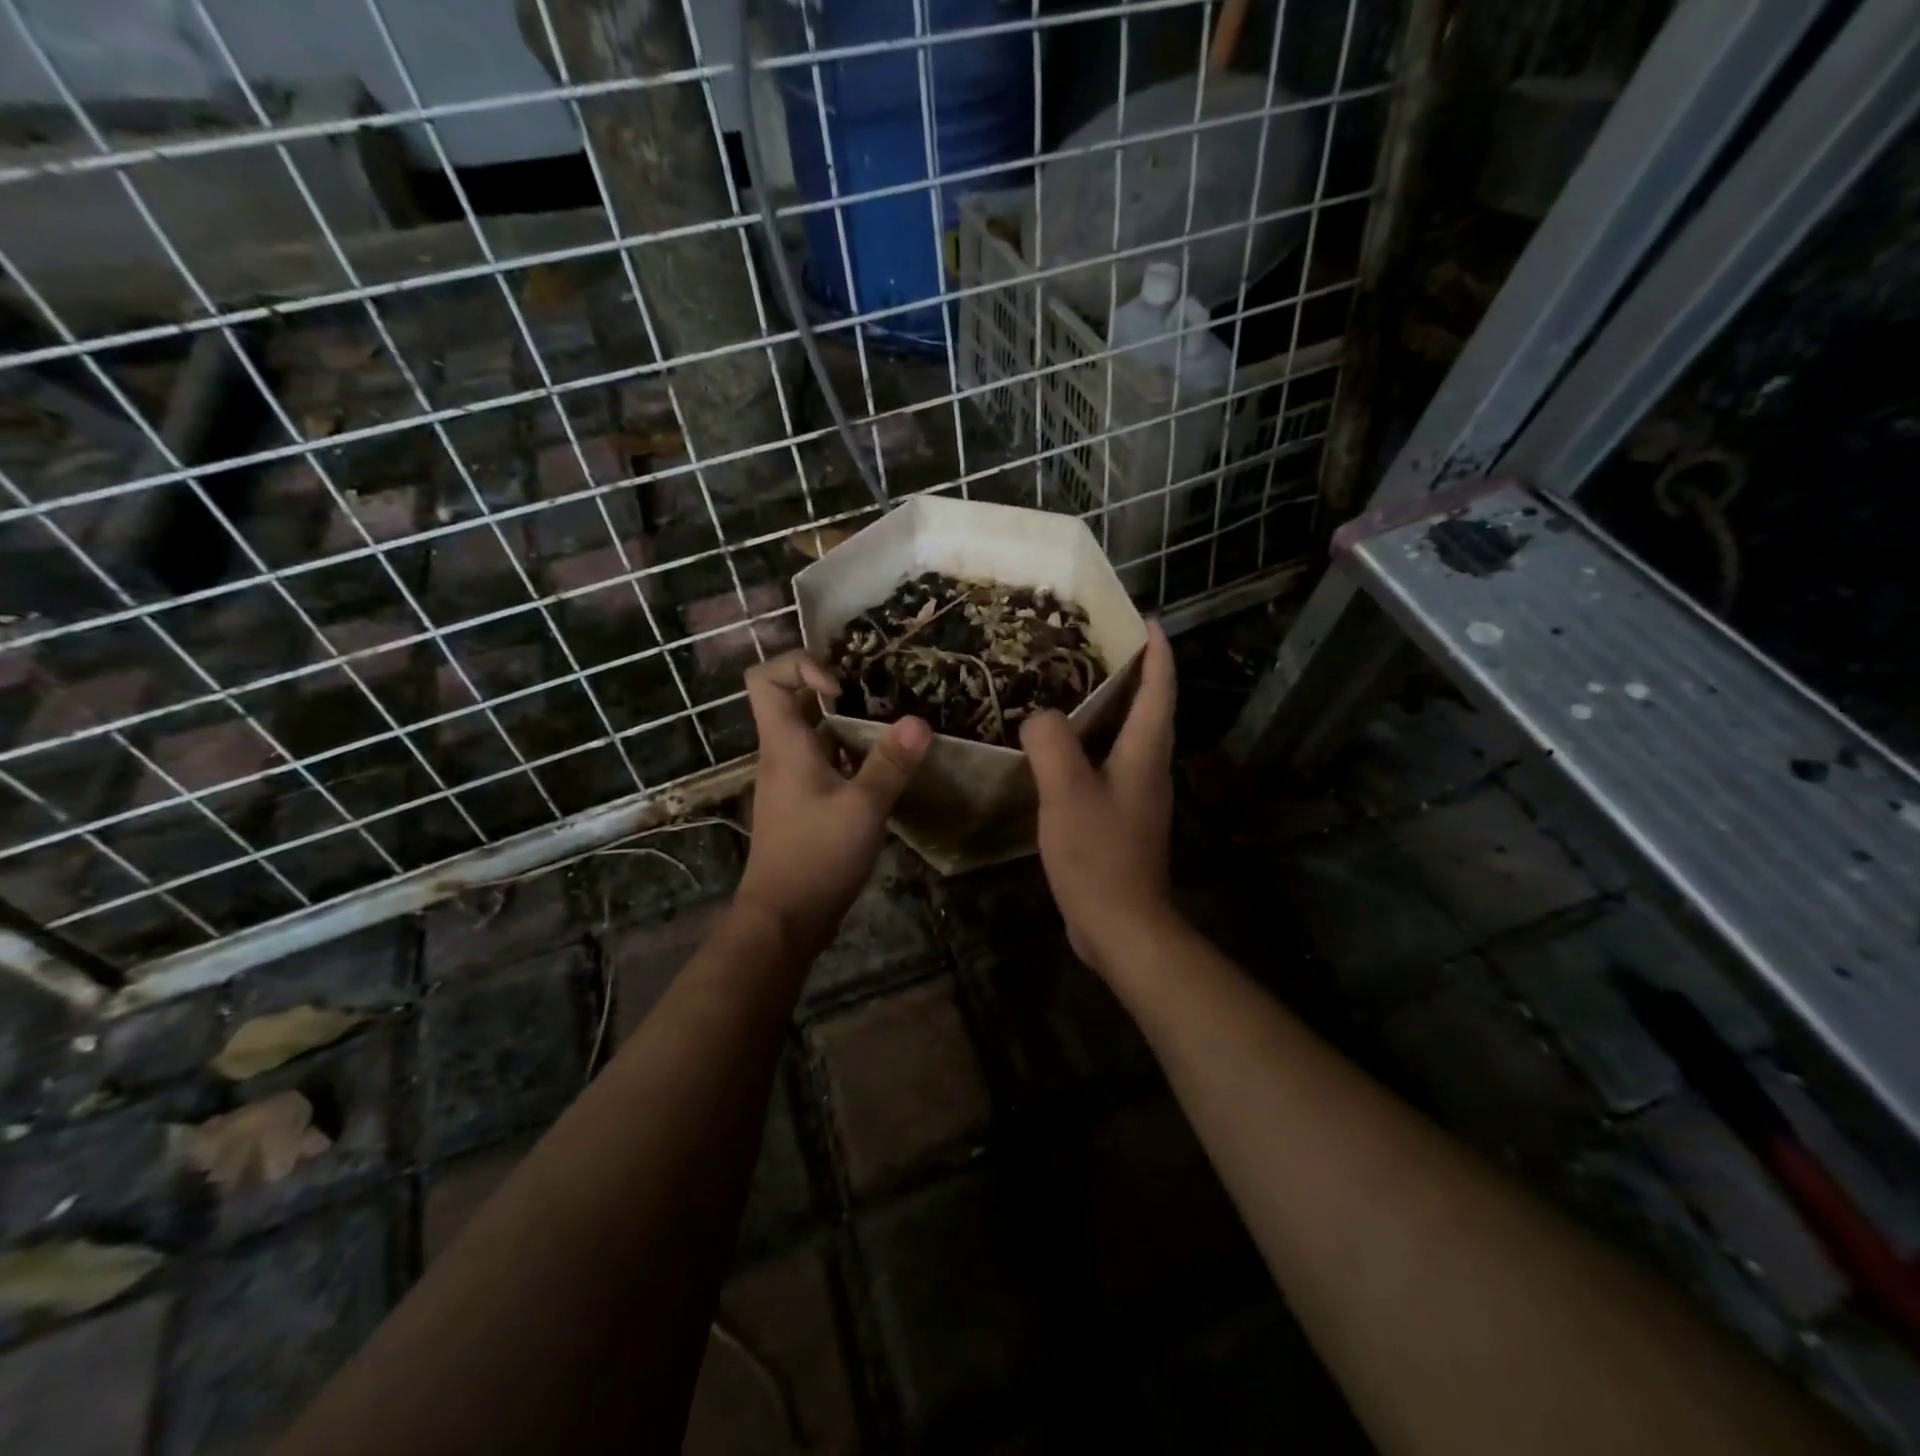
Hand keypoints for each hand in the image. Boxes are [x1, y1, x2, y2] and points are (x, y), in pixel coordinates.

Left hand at [735, 651, 931, 955]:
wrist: (784, 918)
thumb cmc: (816, 856)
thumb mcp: (863, 807)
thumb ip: (890, 763)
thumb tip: (919, 720)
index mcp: (784, 744)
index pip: (765, 678)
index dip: (800, 666)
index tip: (842, 688)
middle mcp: (781, 755)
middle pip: (792, 700)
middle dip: (834, 690)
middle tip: (877, 698)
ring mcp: (791, 780)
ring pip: (813, 733)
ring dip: (847, 725)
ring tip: (890, 729)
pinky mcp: (803, 803)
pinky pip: (824, 762)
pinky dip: (849, 756)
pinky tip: (883, 770)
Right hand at [1020, 621, 1178, 974]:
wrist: (1121, 925)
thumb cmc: (1099, 854)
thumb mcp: (1067, 792)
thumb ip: (1051, 743)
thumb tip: (1040, 717)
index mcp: (1145, 752)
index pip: (1159, 688)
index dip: (1156, 650)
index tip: (1143, 617)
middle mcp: (1149, 767)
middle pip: (1146, 707)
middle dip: (1128, 671)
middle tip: (1089, 645)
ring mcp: (1137, 794)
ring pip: (1124, 736)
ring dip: (1106, 707)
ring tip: (1066, 686)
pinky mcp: (1121, 817)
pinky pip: (1106, 764)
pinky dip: (1087, 744)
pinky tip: (1056, 747)